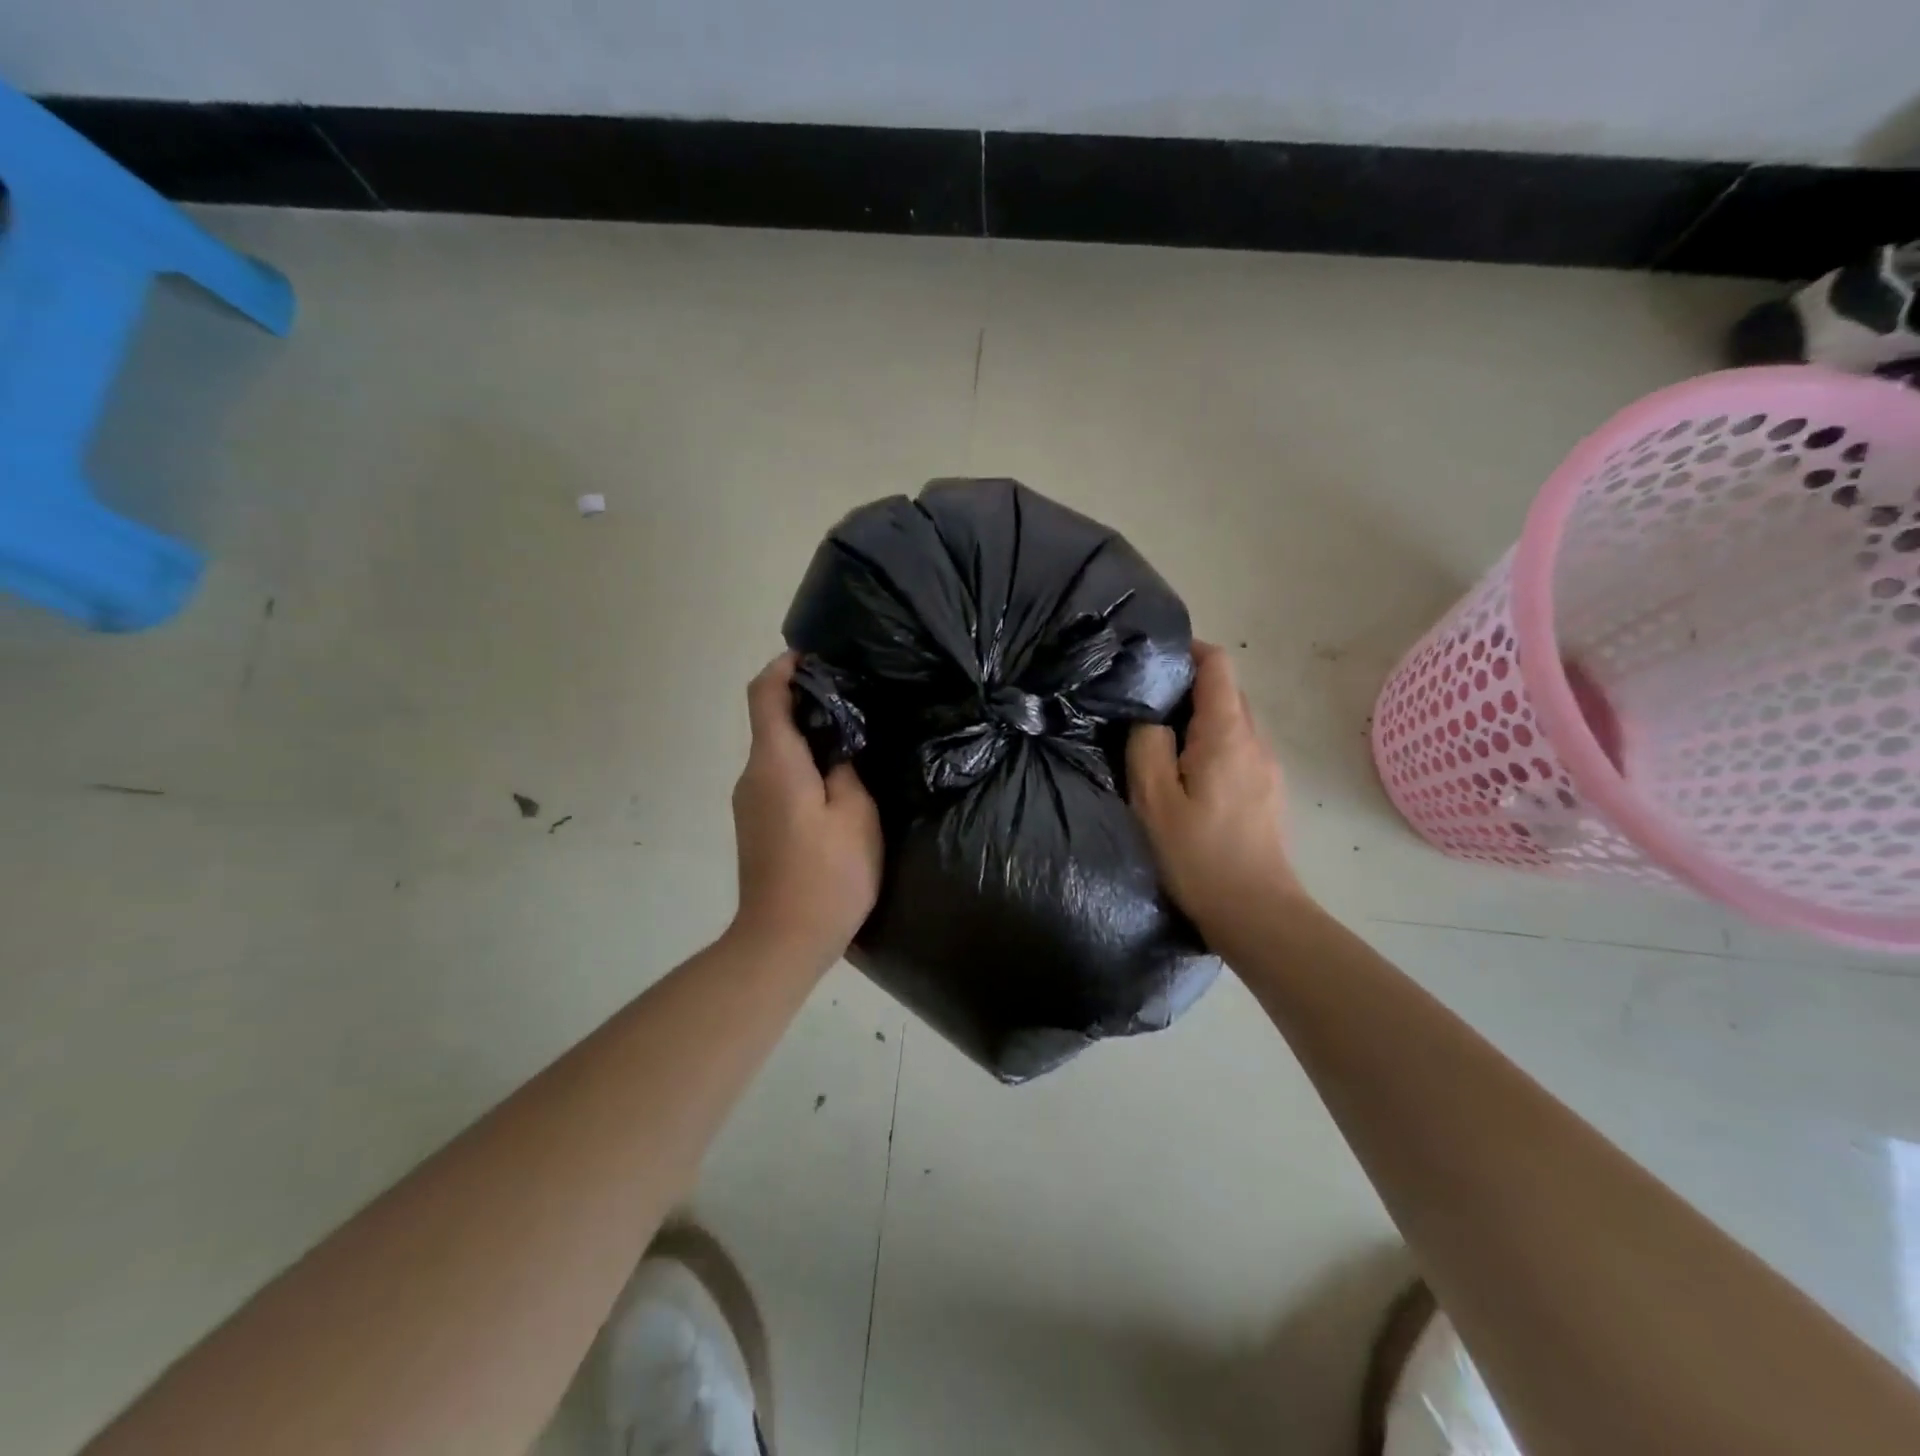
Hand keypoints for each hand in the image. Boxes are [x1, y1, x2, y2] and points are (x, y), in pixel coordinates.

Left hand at [730, 653, 883, 965]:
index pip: (764, 694)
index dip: (784, 667)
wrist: (782, 942)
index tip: (814, 657)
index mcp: (775, 763)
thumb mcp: (856, 815)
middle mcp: (752, 775)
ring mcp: (749, 803)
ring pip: (776, 752)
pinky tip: (836, 781)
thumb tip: (838, 749)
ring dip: (807, 736)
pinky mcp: (756, 825)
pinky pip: (777, 778)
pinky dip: (802, 765)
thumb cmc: (826, 875)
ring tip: (853, 738)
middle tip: (854, 699)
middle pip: (770, 721)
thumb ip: (848, 770)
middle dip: (805, 701)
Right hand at [1128, 642, 1304, 942]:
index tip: (1153, 661)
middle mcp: (1255, 741)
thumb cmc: (1198, 855)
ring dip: (1199, 722)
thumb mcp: (1154, 799)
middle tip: (1144, 708)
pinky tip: (1188, 778)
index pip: (1218, 665)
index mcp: (1227, 734)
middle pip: (1226, 692)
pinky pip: (1238, 750)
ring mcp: (1267, 767)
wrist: (1255, 912)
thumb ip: (1146, 746)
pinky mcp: (1268, 791)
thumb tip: (1150, 719)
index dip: (1188, 651)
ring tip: (1161, 744)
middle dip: (1187, 689)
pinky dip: (1211, 747)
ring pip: (1232, 723)